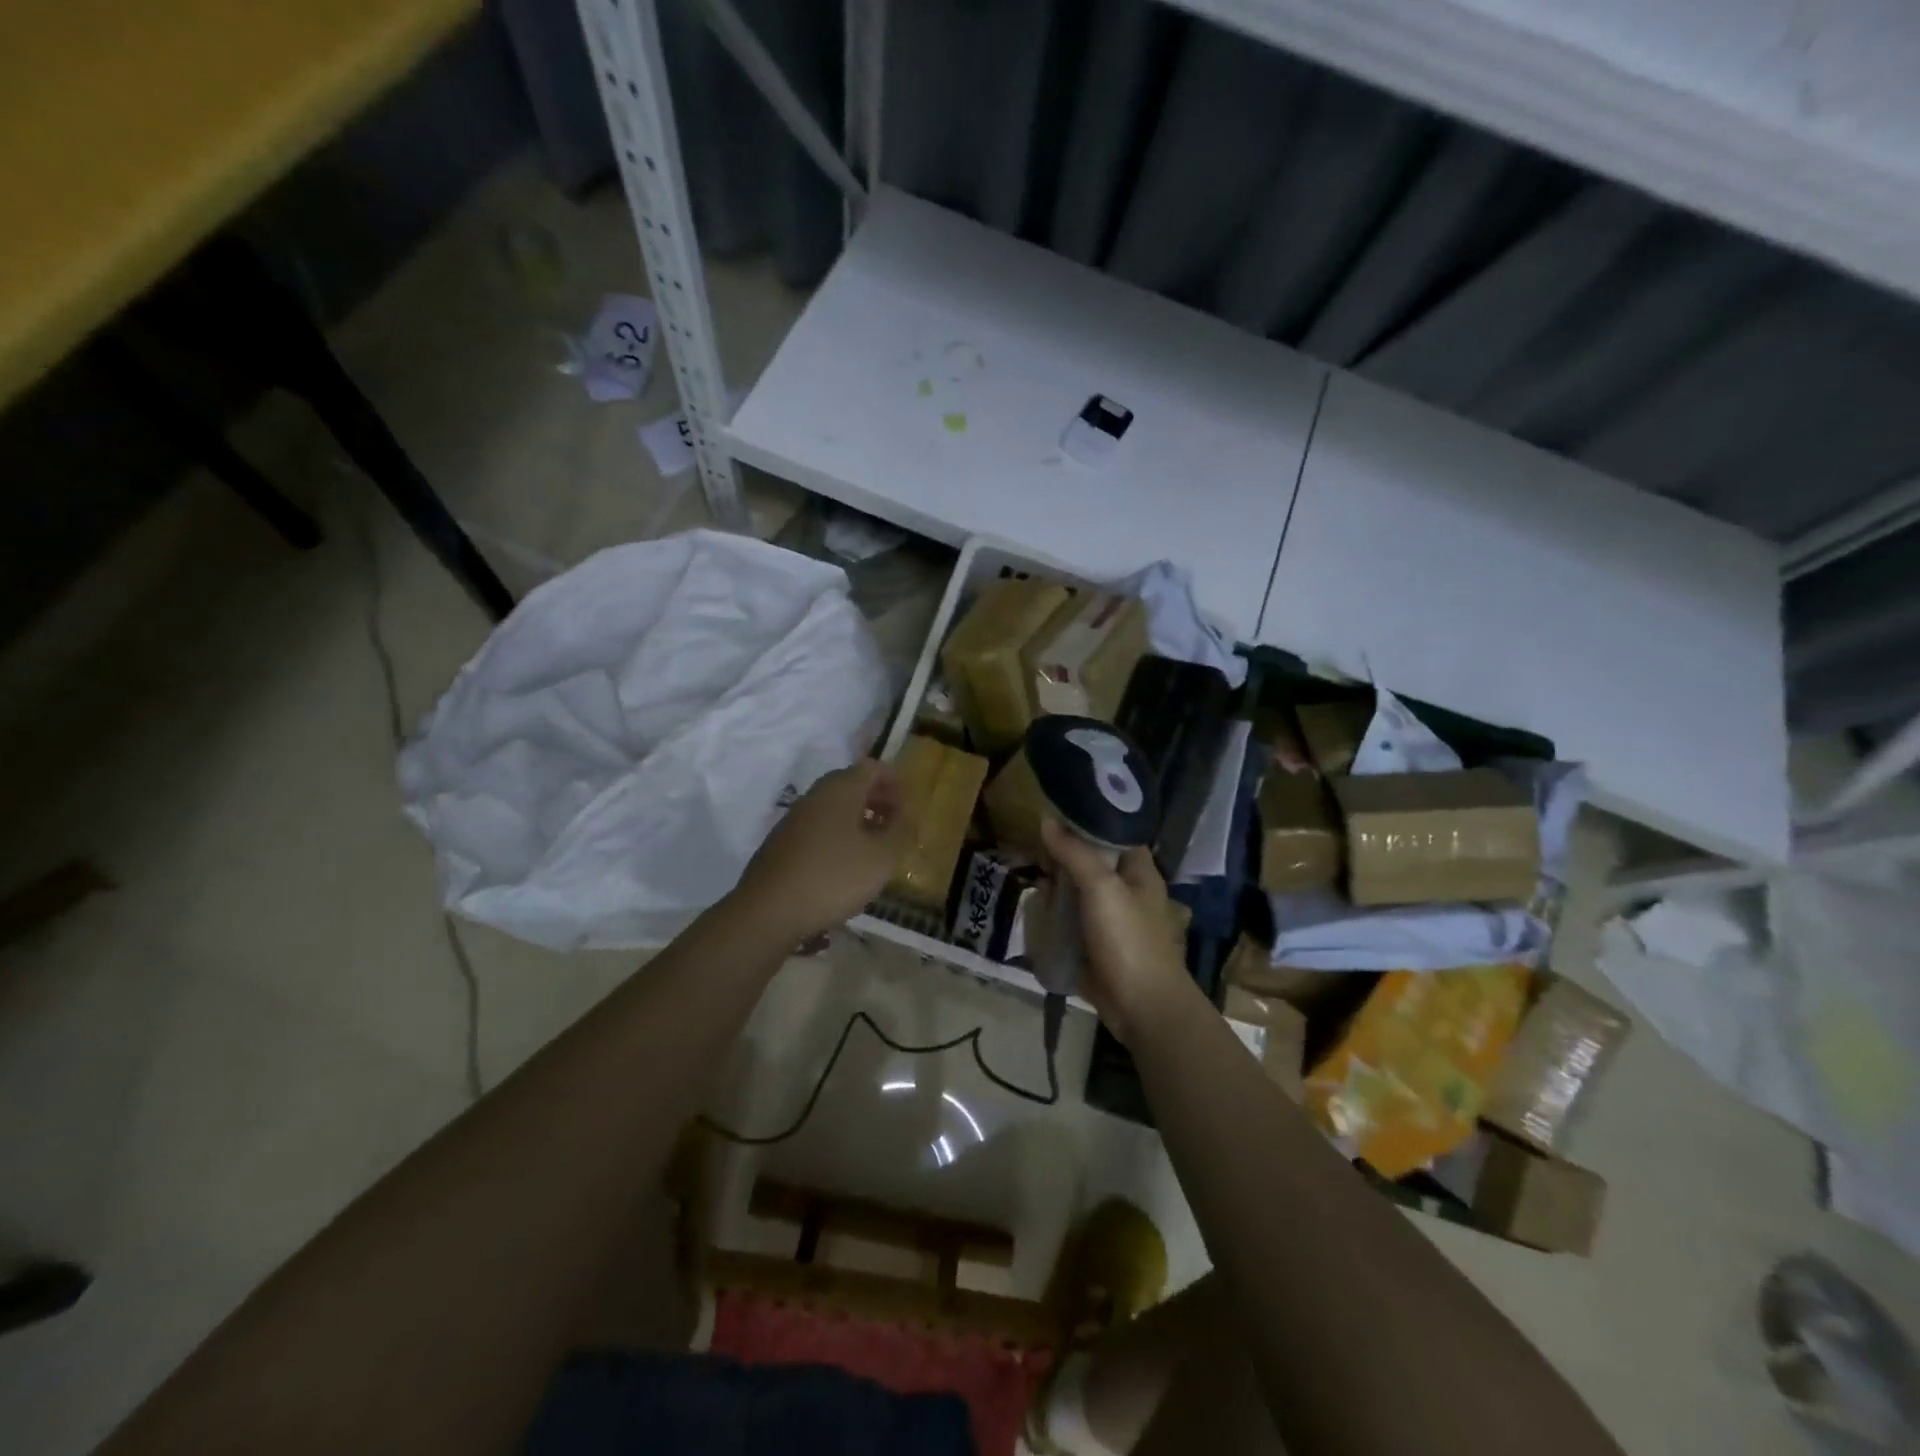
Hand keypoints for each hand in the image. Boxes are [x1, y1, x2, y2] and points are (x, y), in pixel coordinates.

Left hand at [734, 760, 910, 940]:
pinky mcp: (782, 843)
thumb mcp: (882, 857)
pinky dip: (839, 836)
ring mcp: (795, 818)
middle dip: (878, 801)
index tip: (909, 808)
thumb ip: (901, 831)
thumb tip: (907, 814)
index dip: (895, 782)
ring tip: (875, 849)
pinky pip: (819, 828)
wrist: (769, 910)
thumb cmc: (834, 877)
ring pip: (834, 808)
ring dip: (859, 820)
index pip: (873, 768)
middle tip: (896, 826)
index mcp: (841, 789)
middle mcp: (816, 795)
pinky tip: (845, 866)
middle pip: (852, 785)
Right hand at [1039, 818, 1194, 1042]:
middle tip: (1032, 847)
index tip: (1054, 813)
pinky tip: (1035, 905)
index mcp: (1139, 870)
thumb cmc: (1129, 940)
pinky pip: (1071, 919)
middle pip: (1090, 861)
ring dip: (1056, 885)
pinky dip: (1054, 912)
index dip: (1086, 821)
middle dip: (1063, 855)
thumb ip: (1074, 853)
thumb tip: (1047, 821)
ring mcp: (1110, 918)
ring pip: (1078, 890)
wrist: (1142, 1007)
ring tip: (1028, 873)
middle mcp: (1126, 889)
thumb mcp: (1101, 888)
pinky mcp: (1095, 943)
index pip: (1113, 832)